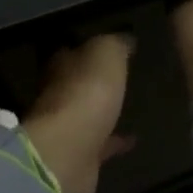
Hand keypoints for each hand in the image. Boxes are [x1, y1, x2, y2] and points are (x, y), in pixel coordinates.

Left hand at [22, 34, 135, 192]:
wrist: (69, 152)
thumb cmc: (87, 92)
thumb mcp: (106, 54)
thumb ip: (115, 44)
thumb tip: (125, 38)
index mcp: (60, 64)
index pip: (70, 49)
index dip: (87, 46)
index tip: (108, 45)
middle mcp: (58, 92)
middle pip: (76, 81)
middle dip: (92, 78)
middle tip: (118, 75)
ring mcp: (67, 126)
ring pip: (86, 111)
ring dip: (102, 109)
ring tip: (127, 104)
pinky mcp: (79, 155)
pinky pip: (101, 143)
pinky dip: (115, 141)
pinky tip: (134, 139)